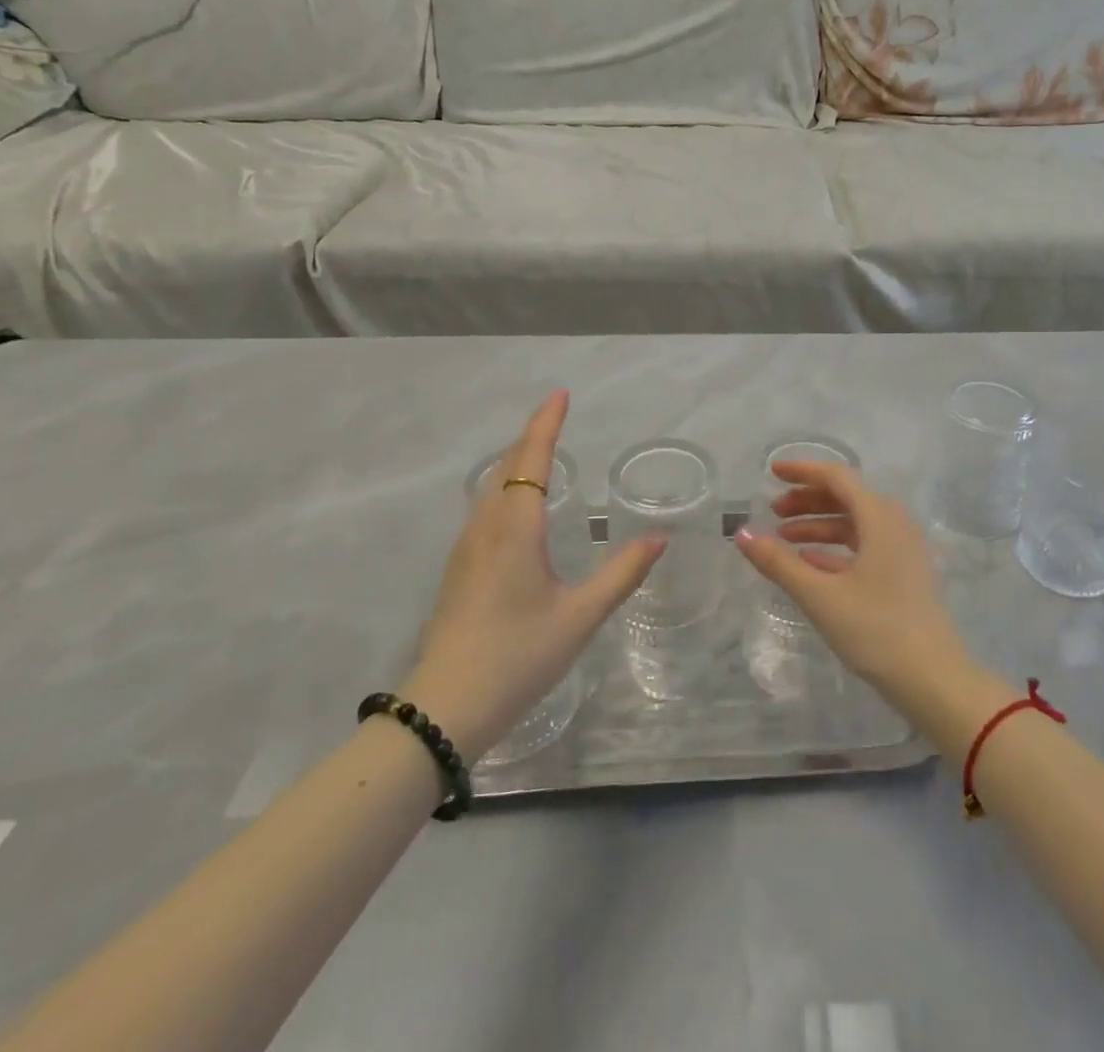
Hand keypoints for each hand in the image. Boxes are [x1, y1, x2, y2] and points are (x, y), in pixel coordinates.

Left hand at [406, 391, 664, 756]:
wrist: (445, 709)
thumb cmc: (518, 656)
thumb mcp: (580, 616)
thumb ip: (621, 574)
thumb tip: (658, 539)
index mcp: (515, 527)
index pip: (531, 458)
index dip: (546, 423)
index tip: (561, 394)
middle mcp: (485, 526)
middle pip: (506, 465)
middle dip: (532, 437)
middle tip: (558, 418)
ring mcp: (465, 548)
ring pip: (491, 488)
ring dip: (516, 462)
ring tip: (542, 455)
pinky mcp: (457, 569)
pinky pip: (484, 509)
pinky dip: (505, 489)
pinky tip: (518, 509)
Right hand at [732, 462, 972, 710]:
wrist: (933, 680)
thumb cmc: (875, 630)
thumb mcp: (820, 596)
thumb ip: (778, 562)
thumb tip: (741, 533)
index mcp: (880, 518)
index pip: (837, 477)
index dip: (802, 471)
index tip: (771, 472)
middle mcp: (895, 524)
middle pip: (846, 498)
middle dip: (807, 501)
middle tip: (774, 512)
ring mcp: (903, 550)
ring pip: (855, 524)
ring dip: (819, 526)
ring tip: (784, 541)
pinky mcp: (904, 574)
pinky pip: (865, 546)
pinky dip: (835, 549)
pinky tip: (810, 564)